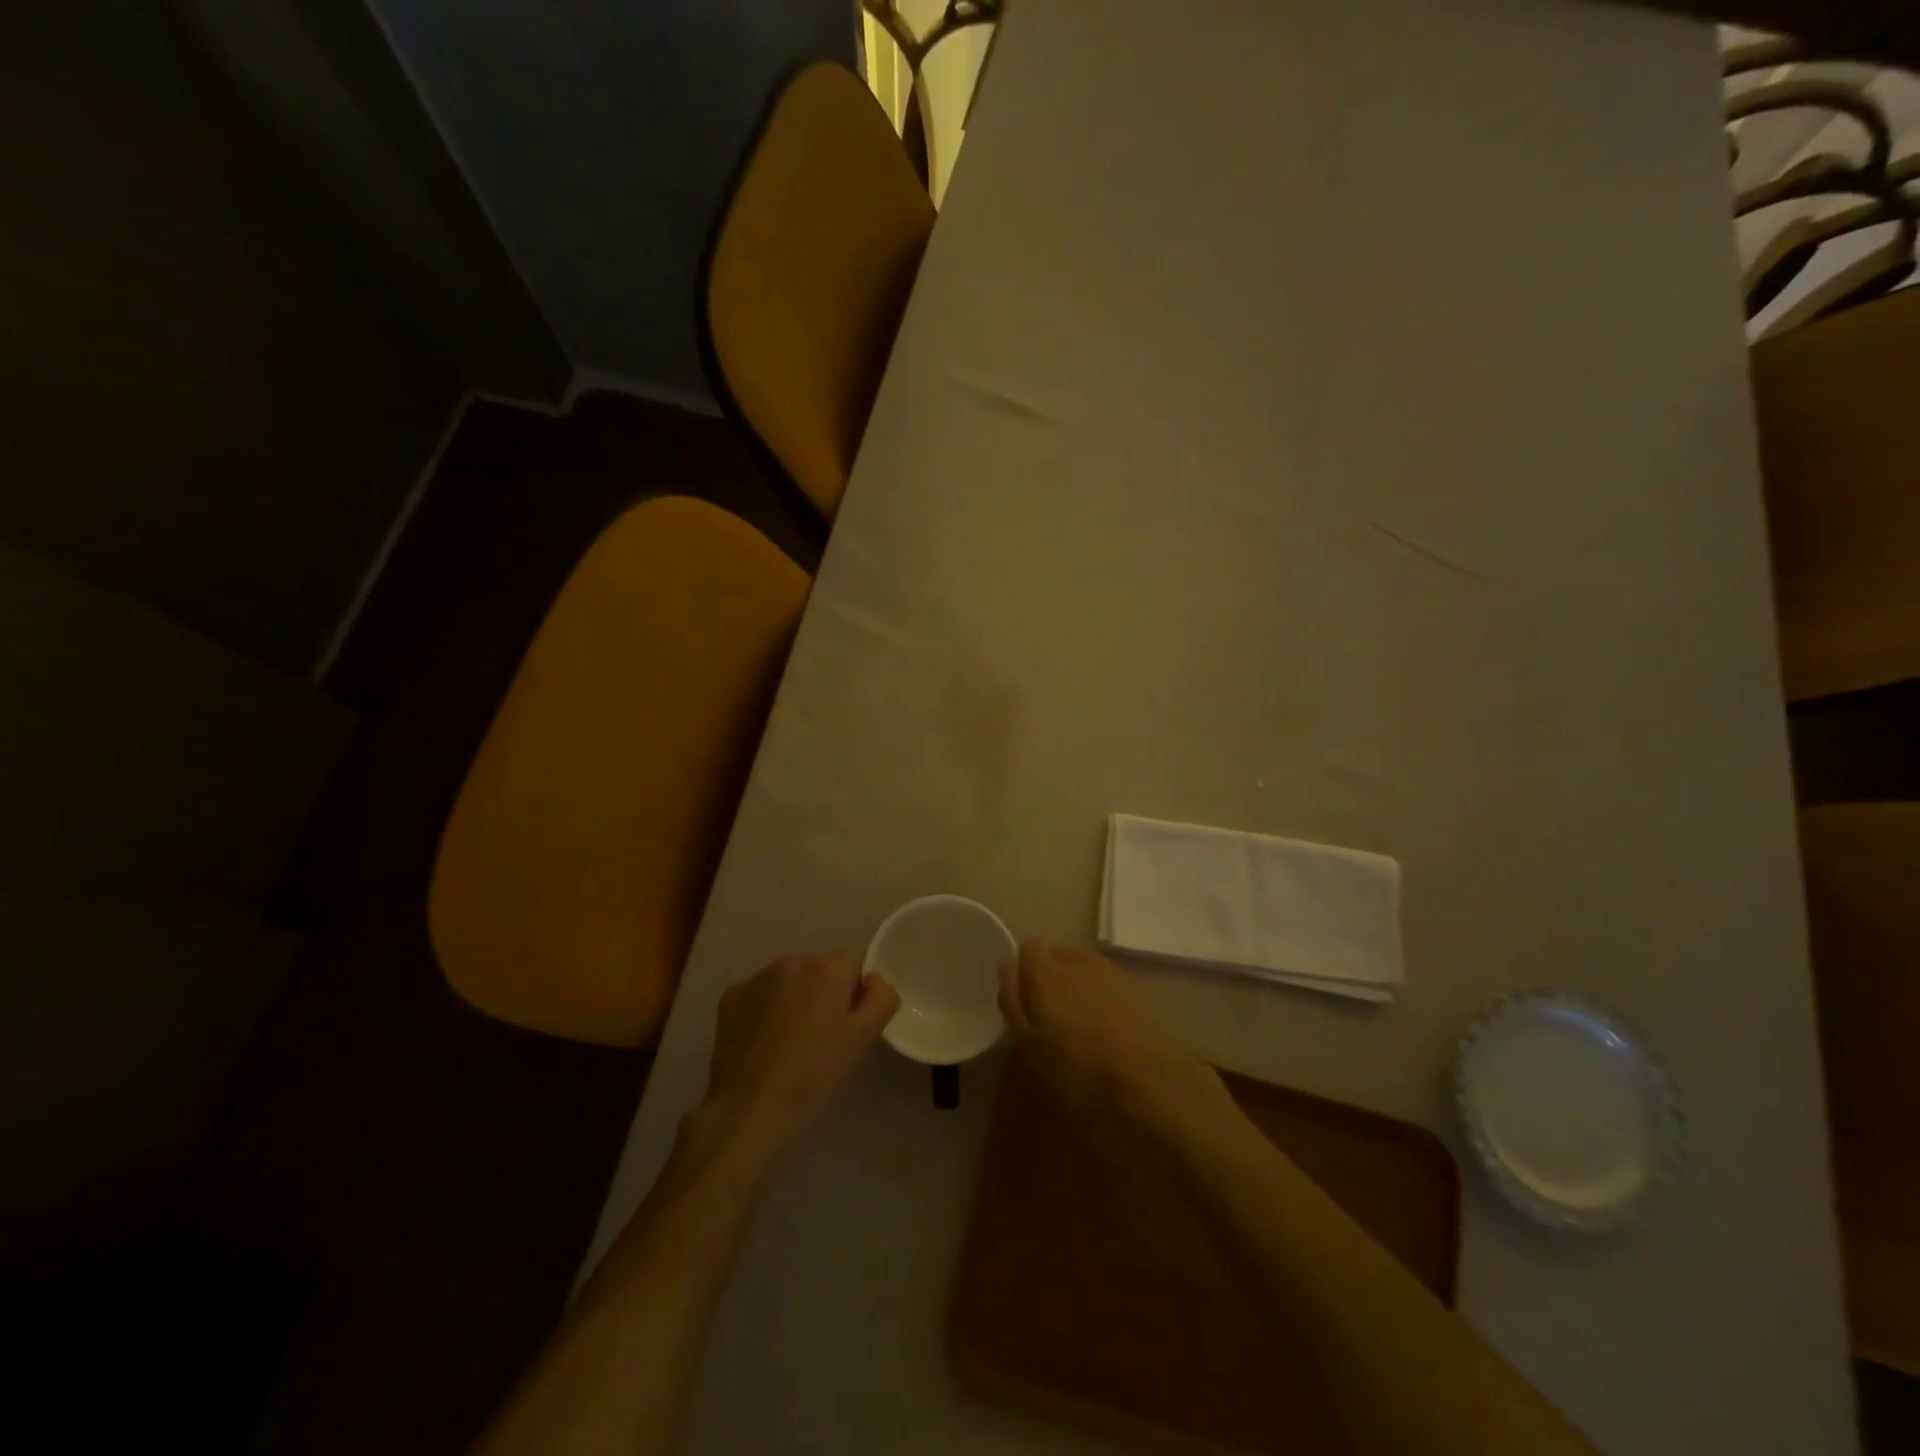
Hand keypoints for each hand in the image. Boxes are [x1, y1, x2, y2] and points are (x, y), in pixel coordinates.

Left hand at [698, 952, 899, 1158]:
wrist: (747, 1106)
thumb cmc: (811, 1074)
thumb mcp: (860, 1040)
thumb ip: (881, 999)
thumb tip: (874, 980)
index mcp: (827, 969)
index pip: (854, 959)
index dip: (855, 988)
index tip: (846, 1020)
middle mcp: (792, 960)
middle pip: (820, 967)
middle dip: (824, 991)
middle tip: (820, 1034)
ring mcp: (757, 976)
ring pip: (789, 978)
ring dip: (794, 997)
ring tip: (789, 1039)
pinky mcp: (731, 994)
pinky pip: (760, 992)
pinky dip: (765, 1008)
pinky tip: (763, 1040)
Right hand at [998, 939, 1213, 1120]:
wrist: (1144, 1076)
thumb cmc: (1076, 1064)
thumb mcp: (1028, 1041)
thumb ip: (1013, 999)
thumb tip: (1008, 968)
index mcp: (1046, 970)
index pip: (1029, 948)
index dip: (1027, 971)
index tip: (1028, 1000)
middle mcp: (1077, 958)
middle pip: (1057, 955)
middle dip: (1052, 977)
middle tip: (1053, 1016)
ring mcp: (1109, 969)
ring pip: (1083, 968)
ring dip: (1078, 985)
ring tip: (1082, 1023)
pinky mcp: (1134, 984)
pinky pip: (1106, 982)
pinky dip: (1102, 995)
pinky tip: (1108, 1026)